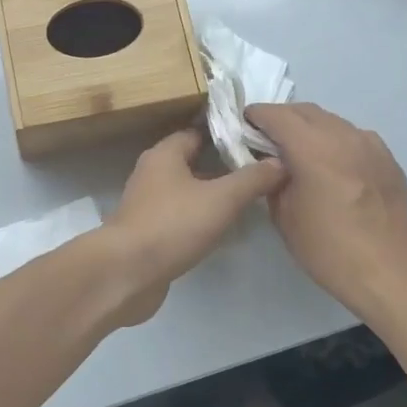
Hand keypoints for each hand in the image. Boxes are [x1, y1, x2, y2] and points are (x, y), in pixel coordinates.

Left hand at [99, 129, 284, 325]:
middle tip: (258, 174)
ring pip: (186, 191)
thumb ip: (252, 179)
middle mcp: (152, 173)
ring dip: (211, 196)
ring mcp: (146, 204)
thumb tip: (280, 162)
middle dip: (223, 167)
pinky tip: (220, 231)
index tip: (256, 142)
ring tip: (246, 202)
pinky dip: (198, 220)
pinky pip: (178, 217)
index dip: (227, 135)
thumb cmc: (173, 225)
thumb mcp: (221, 199)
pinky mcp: (146, 232)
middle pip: (192, 162)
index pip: (198, 133)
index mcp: (165, 154)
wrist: (125, 273)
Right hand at [245, 102, 406, 315]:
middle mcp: (343, 136)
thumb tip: (272, 164)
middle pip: (306, 111)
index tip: (245, 123)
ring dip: (310, 127)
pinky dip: (336, 140)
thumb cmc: (329, 249)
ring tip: (299, 149)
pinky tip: (333, 163)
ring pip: (332, 121)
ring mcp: (371, 145)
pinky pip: (355, 137)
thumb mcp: (284, 216)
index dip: (257, 115)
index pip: (277, 115)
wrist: (389, 273)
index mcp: (313, 148)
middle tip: (267, 136)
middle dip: (283, 117)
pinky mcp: (388, 159)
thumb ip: (273, 180)